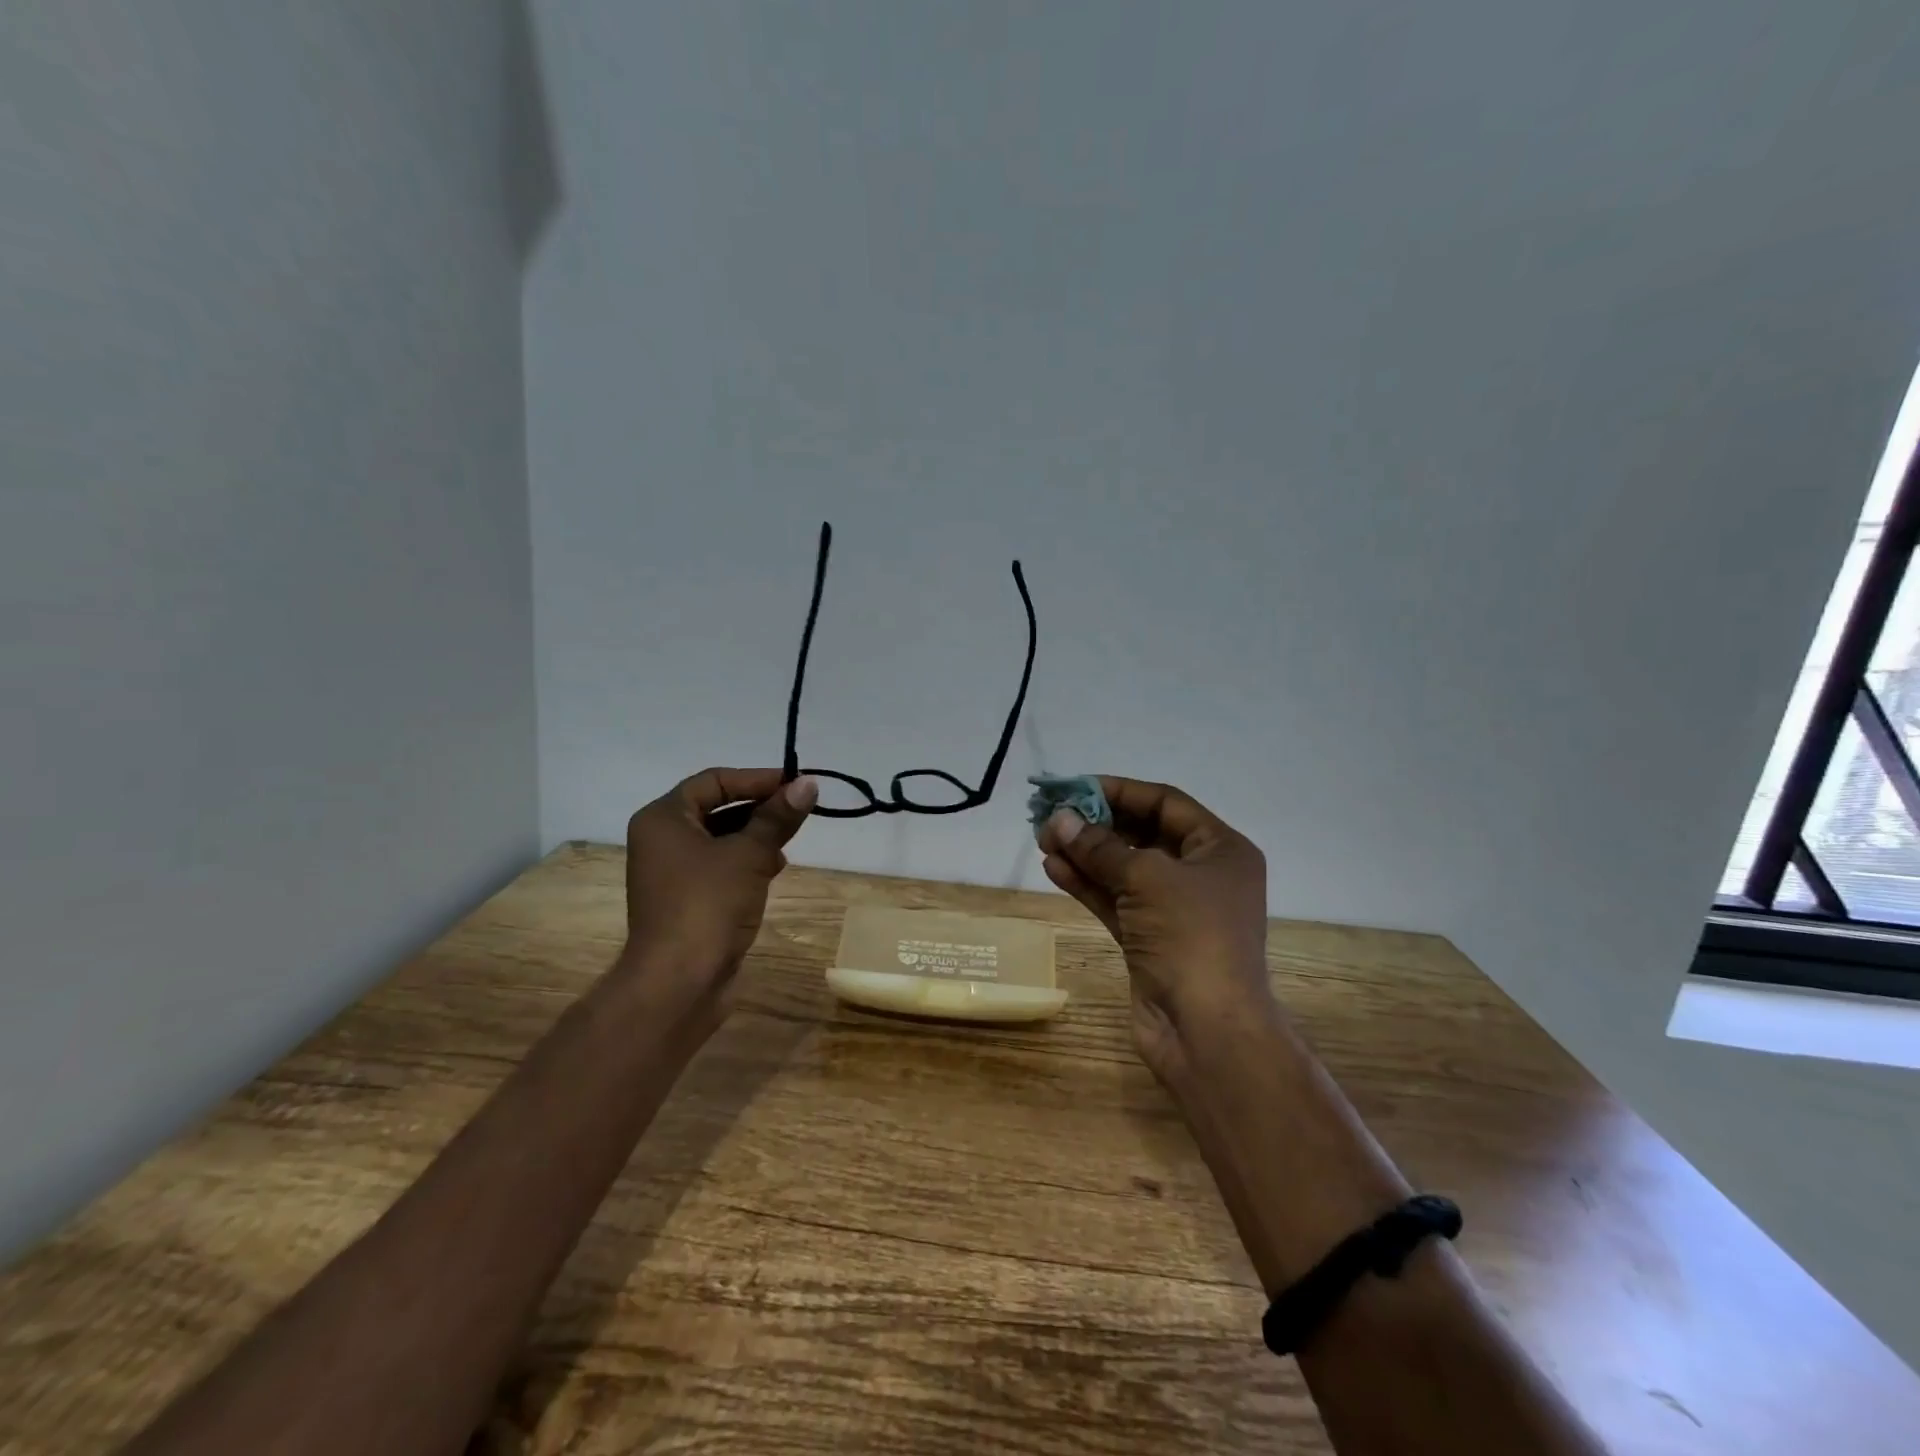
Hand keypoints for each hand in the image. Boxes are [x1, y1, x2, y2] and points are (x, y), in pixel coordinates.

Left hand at [620, 767, 817, 1020]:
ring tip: (790, 839)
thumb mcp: (750, 854)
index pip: (714, 781)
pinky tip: (775, 868)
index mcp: (663, 818)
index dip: (757, 779)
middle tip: (799, 810)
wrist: (679, 983)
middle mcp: (662, 840)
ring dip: (756, 835)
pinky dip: (747, 861)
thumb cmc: (708, 905)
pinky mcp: (687, 900)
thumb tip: (808, 784)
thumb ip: (778, 817)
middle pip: (717, 808)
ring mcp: (672, 872)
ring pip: (721, 838)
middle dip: (759, 807)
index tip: (796, 784)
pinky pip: (720, 867)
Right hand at [1038, 776, 1277, 1082]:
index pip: (1165, 803)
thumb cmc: (1191, 937)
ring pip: (1124, 870)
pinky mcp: (1150, 939)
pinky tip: (1053, 868)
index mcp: (1220, 850)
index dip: (1119, 791)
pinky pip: (1115, 900)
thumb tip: (1060, 820)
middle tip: (1052, 818)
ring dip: (1085, 854)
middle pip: (1142, 834)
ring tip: (1043, 840)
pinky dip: (1087, 884)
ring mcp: (1174, 911)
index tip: (1075, 788)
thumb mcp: (1147, 878)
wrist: (1207, 1031)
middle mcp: (1200, 875)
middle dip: (1096, 825)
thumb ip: (1100, 846)